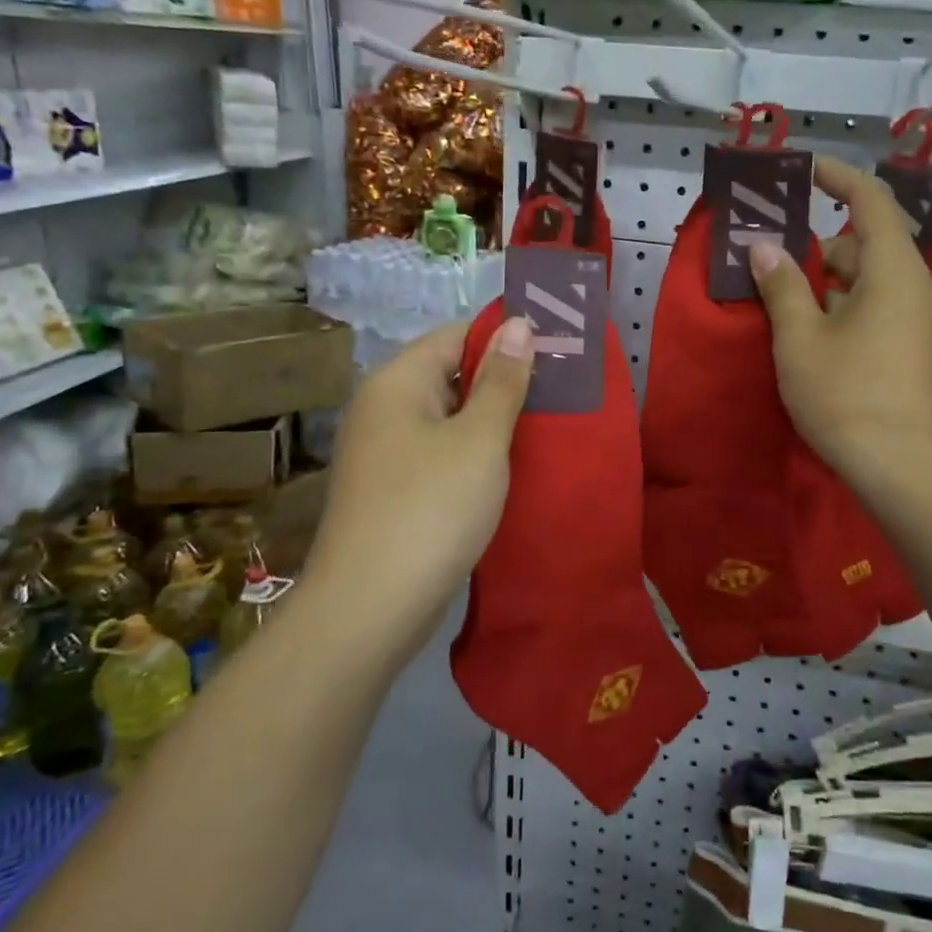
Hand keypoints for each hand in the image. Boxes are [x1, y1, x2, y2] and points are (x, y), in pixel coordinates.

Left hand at [301, 316, 534, 654]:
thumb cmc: (431, 508)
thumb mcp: (480, 439)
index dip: (506, 339)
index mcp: (397, 382)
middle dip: (504, 383)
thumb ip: (502, 381)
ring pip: (449, 419)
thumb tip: (517, 323)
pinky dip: (474, 456)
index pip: (458, 336)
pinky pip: (440, 455)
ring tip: (547, 430)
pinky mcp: (393, 490)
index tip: (555, 353)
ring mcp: (384, 452)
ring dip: (492, 423)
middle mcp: (383, 408)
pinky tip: (511, 470)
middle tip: (561, 396)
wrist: (369, 608)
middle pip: (451, 375)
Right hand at [749, 157, 931, 484]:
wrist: (904, 469)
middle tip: (770, 263)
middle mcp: (912, 287)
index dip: (838, 178)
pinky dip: (841, 307)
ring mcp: (916, 321)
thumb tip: (763, 246)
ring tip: (781, 305)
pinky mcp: (911, 349)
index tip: (803, 171)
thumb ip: (780, 285)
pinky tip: (809, 335)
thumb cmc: (847, 394)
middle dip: (818, 248)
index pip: (871, 201)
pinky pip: (874, 307)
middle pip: (865, 244)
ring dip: (826, 283)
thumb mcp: (800, 338)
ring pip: (867, 280)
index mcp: (892, 270)